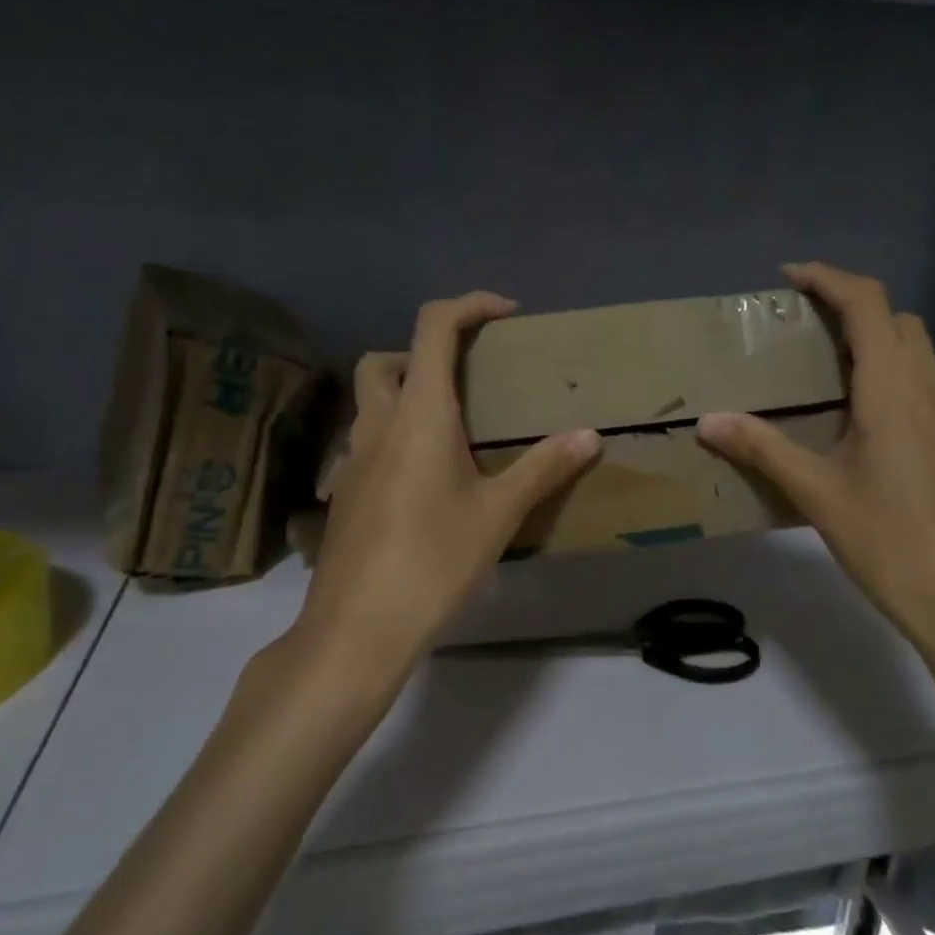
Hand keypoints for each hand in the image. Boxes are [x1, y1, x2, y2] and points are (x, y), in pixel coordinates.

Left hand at [294, 292, 600, 682]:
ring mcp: (352, 460)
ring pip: (370, 403)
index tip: (505, 315)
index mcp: (418, 413)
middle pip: (384, 360)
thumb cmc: (433, 561)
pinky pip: (369, 443)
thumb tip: (589, 435)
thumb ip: (544, 469)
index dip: (469, 305)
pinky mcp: (345, 493)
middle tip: (466, 379)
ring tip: (455, 433)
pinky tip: (428, 483)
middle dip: (423, 352)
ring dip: (405, 395)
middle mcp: (377, 424)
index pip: (433, 327)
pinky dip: (396, 437)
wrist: (358, 628)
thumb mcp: (498, 514)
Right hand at [697, 263, 934, 673]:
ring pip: (920, 357)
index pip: (869, 305)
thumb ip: (763, 450)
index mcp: (894, 392)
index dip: (830, 279)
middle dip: (853, 309)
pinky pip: (930, 391)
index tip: (790, 278)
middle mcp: (933, 393)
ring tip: (830, 377)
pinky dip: (897, 382)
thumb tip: (708, 420)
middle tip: (805, 331)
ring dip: (878, 346)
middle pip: (899, 323)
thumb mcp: (818, 495)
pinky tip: (869, 428)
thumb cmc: (890, 545)